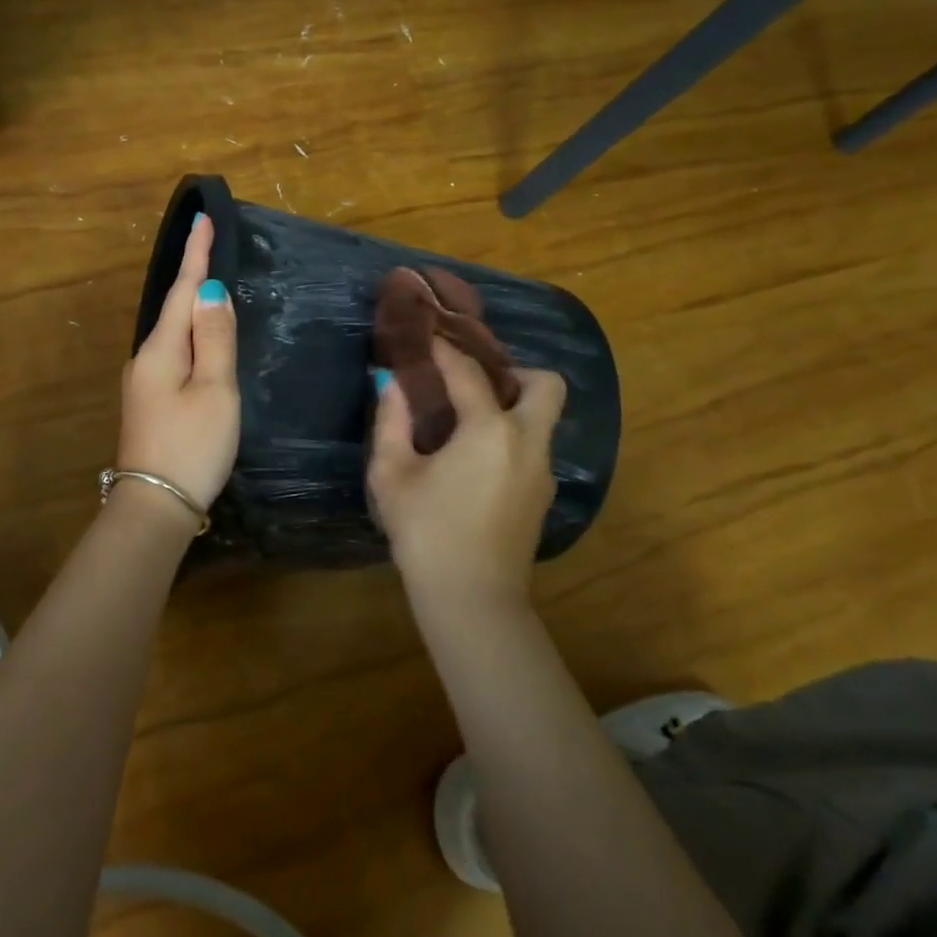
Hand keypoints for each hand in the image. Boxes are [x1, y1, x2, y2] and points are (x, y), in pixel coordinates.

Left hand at [116, 213, 240, 521]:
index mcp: (160, 350)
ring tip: (212, 288)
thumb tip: (209, 291)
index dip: (195, 255)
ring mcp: (144, 383)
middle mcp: (145, 359)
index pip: (181, 290)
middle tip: (213, 246)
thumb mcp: (215, 390)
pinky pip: (174, 356)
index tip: (202, 219)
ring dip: (192, 308)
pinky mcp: (150, 403)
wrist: (156, 507)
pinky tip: (202, 341)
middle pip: (174, 309)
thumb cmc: (192, 446)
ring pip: (173, 334)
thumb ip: (214, 338)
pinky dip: (191, 339)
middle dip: (193, 277)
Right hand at [368, 338, 565, 611]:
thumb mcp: (392, 474)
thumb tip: (391, 384)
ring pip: (542, 419)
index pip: (470, 372)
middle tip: (473, 385)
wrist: (472, 600)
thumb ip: (391, 421)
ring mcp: (542, 472)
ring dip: (512, 408)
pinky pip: (533, 448)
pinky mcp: (543, 497)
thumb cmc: (425, 532)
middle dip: (513, 373)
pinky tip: (474, 462)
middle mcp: (528, 442)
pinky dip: (510, 439)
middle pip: (545, 384)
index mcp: (489, 431)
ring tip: (466, 423)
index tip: (428, 336)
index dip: (446, 349)